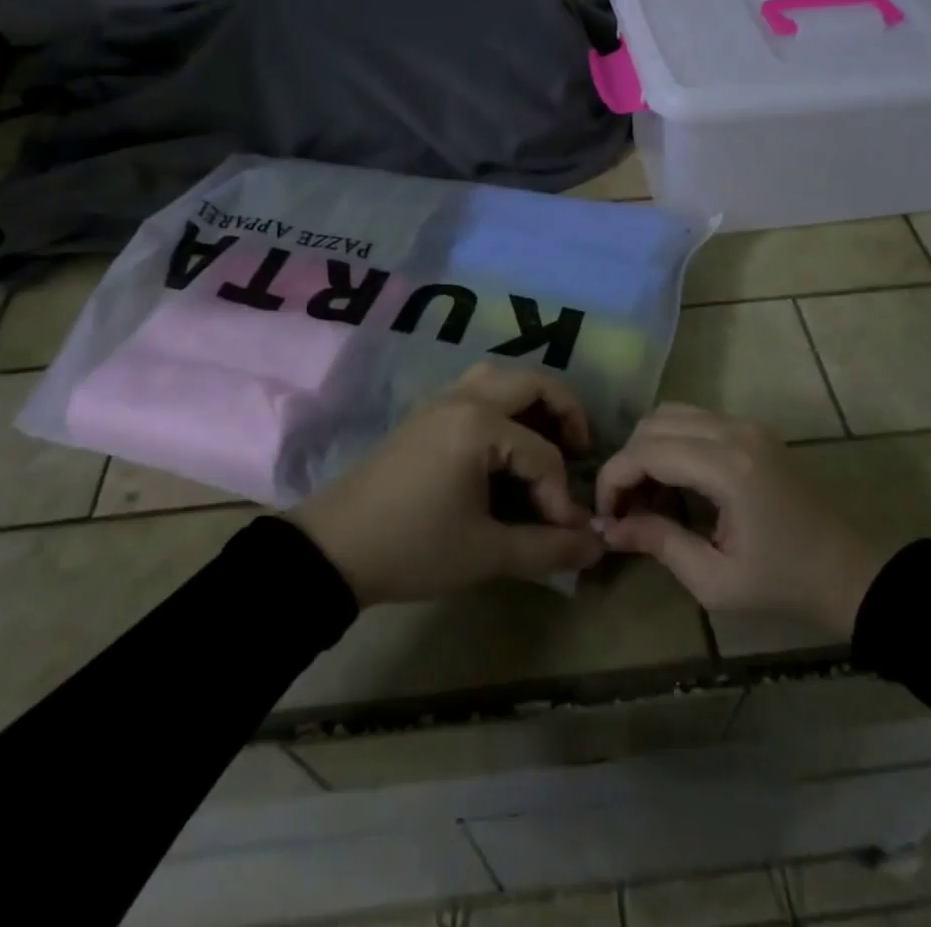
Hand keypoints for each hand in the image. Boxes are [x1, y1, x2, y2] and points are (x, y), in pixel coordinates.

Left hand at [289, 363, 604, 605]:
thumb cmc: (413, 548)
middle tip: (579, 451)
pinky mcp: (426, 413)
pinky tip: (506, 443)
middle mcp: (464, 398)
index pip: (543, 454)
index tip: (566, 533)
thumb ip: (547, 548)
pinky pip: (477, 388)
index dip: (561, 495)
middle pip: (533, 383)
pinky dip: (505, 403)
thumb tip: (597, 544)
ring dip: (532, 400)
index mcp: (480, 425)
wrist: (333, 548)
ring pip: (501, 377)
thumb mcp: (485, 553)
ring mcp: (441, 400)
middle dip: (565, 413)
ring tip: (547, 439)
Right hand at [596, 403, 883, 637]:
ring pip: (671, 413)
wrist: (850, 574)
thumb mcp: (716, 581)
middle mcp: (734, 432)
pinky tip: (674, 481)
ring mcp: (746, 425)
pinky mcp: (752, 430)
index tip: (605, 514)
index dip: (613, 478)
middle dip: (627, 461)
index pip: (646, 451)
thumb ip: (659, 544)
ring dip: (647, 447)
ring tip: (646, 494)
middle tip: (624, 507)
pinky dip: (670, 441)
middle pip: (654, 423)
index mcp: (727, 468)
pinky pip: (694, 418)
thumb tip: (608, 528)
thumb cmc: (784, 585)